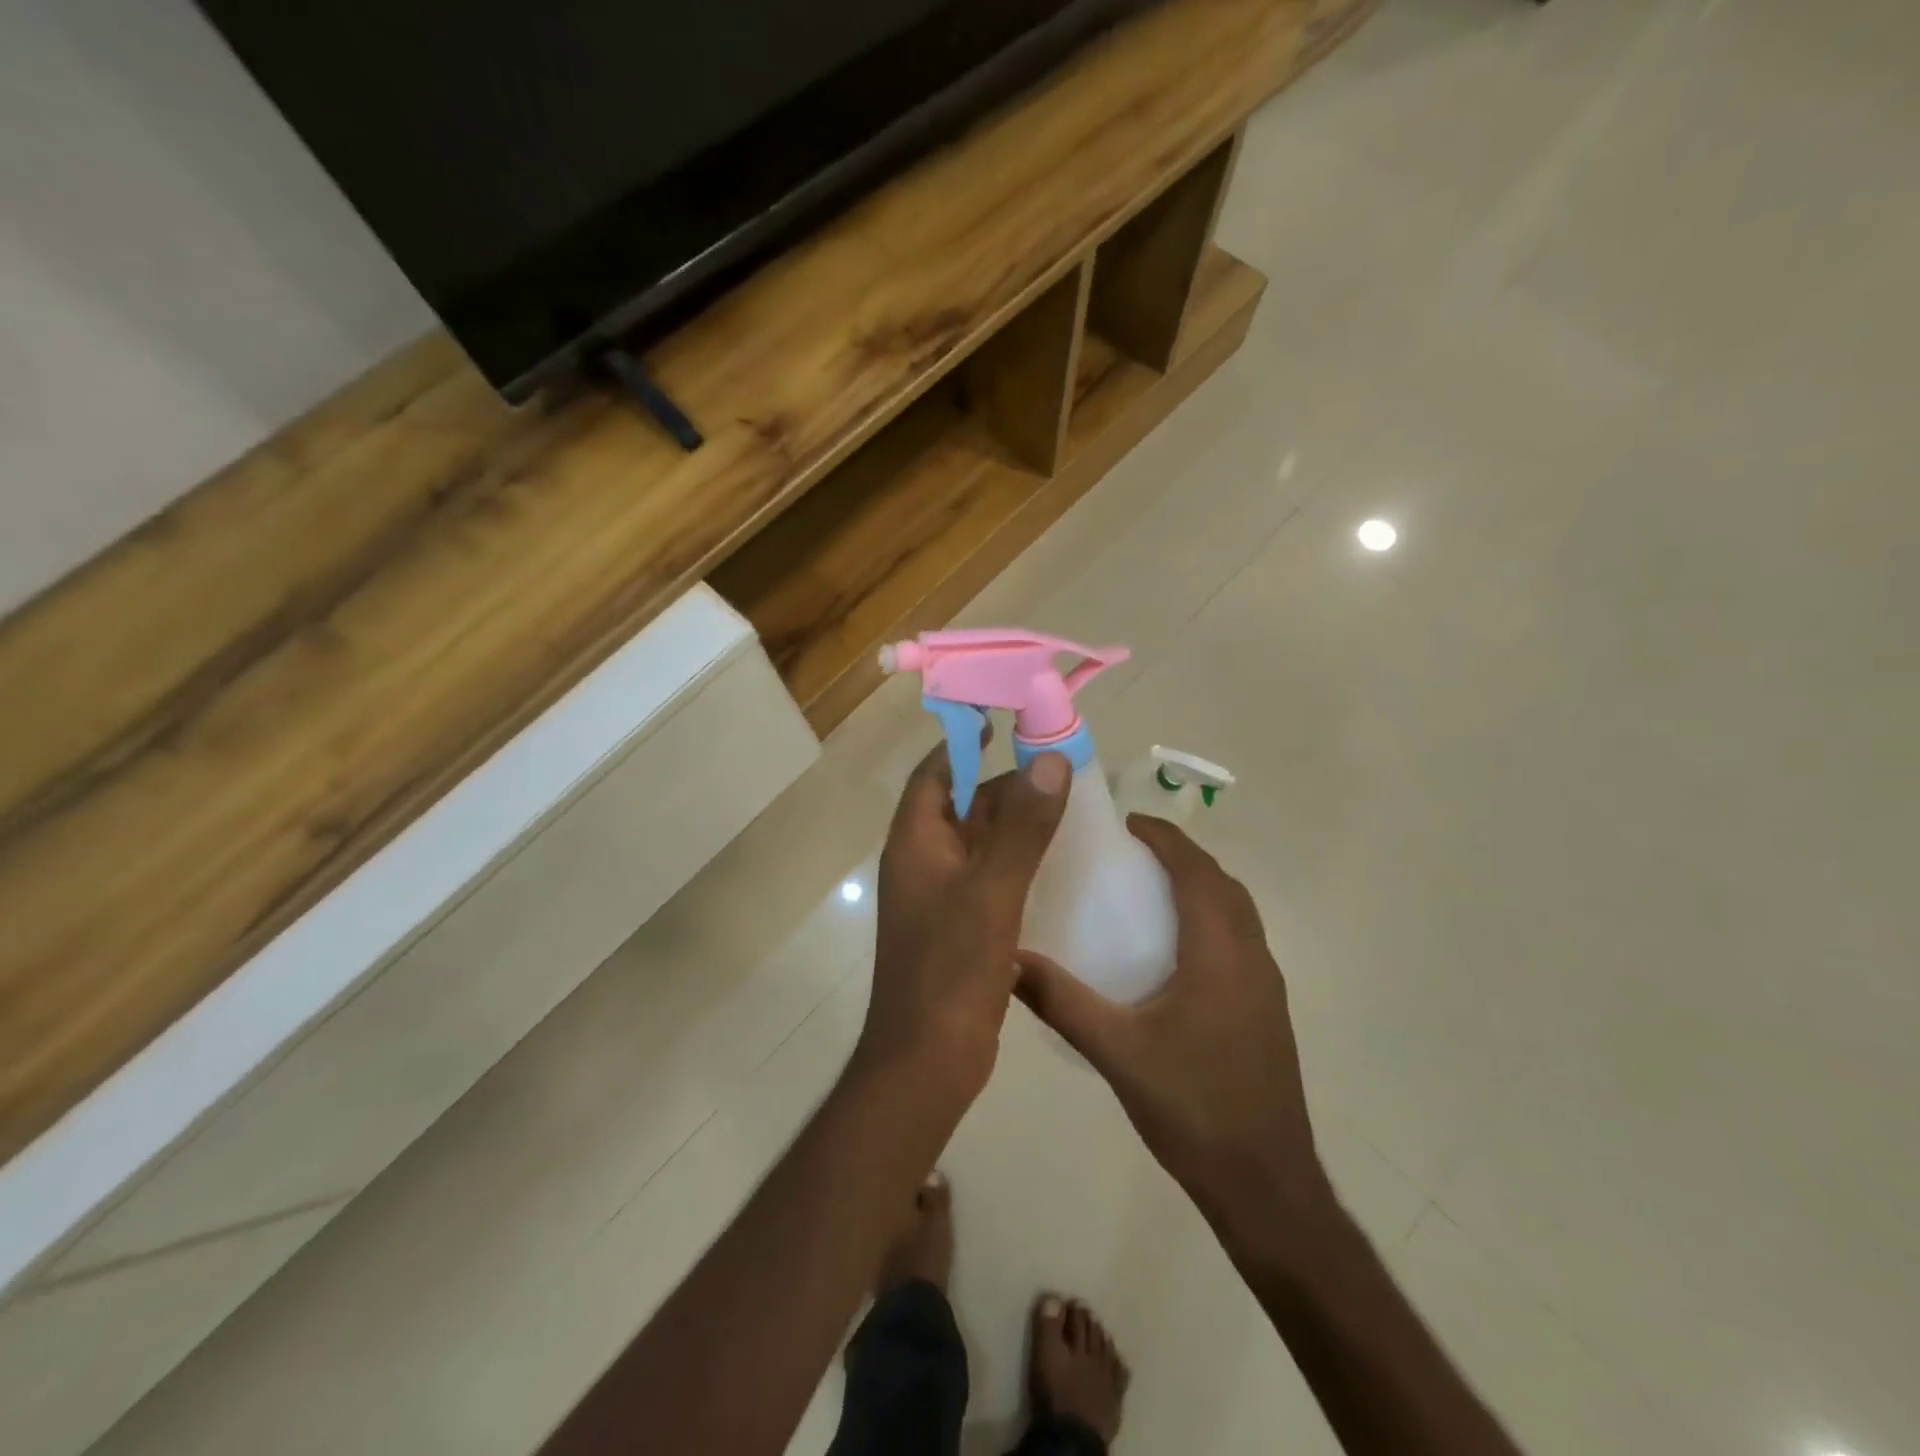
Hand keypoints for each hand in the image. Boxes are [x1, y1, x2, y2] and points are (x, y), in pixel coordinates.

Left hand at [863, 739, 1071, 1105]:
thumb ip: (1022, 827)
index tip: (1004, 721)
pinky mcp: (962, 926)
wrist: (927, 1061)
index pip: (935, 774)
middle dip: (1004, 783)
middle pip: (962, 805)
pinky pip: (990, 877)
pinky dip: (1018, 862)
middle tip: (1056, 766)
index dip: (964, 744)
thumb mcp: (991, 891)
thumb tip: (1049, 760)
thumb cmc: (950, 969)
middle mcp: (923, 862)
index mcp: (916, 843)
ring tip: (1067, 806)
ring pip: (979, 842)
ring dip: (1015, 823)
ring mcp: (941, 897)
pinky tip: (1057, 863)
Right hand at [1016, 816, 1329, 1250]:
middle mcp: (1251, 957)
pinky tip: (1174, 948)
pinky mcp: (1267, 1010)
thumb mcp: (1115, 1051)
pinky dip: (1210, 917)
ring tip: (1150, 887)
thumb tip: (1007, 957)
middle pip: (1222, 883)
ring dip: (1200, 885)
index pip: (1197, 871)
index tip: (1127, 822)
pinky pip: (1239, 939)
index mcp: (1220, 953)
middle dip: (1182, 855)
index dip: (1166, 838)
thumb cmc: (1192, 1107)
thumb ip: (1060, 1001)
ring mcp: (1266, 985)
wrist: (1265, 1184)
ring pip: (1237, 911)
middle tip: (1132, 849)